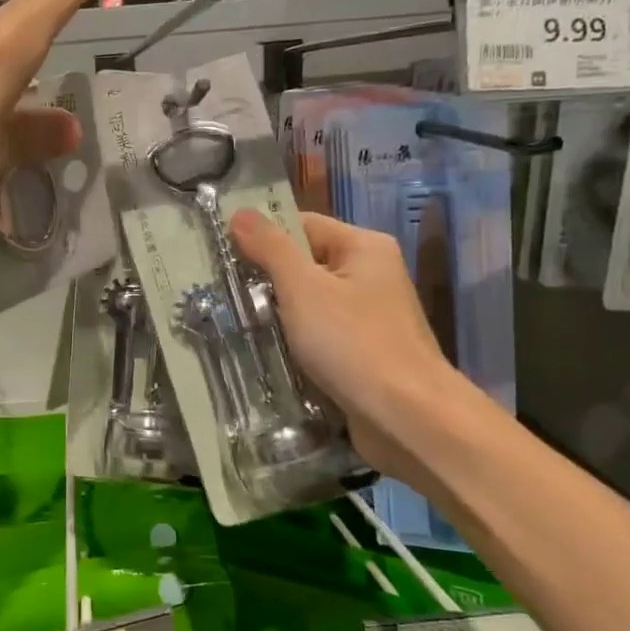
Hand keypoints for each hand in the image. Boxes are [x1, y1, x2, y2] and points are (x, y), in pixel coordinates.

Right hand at [231, 209, 469, 490]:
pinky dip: (295, 343)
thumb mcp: (303, 289)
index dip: (262, 237)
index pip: (302, 225)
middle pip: (305, 264)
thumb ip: (270, 248)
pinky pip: (320, 337)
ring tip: (235, 324)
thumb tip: (238, 212)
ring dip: (277, 316)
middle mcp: (371, 275)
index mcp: (364, 247)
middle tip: (221, 293)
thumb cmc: (354, 343)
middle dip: (266, 280)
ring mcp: (369, 317)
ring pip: (309, 304)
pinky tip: (265, 354)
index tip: (221, 255)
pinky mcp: (363, 353)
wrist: (408, 418)